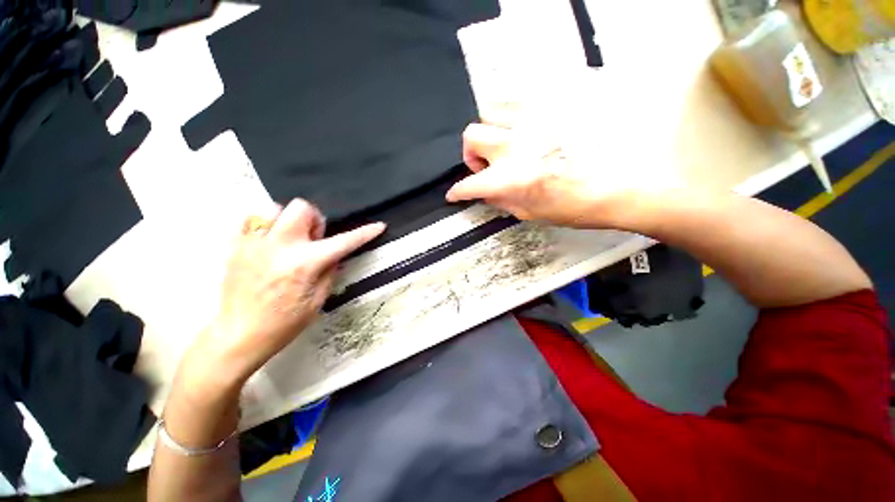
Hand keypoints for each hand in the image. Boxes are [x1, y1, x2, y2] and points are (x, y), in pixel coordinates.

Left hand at [180, 199, 384, 392]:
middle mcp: (280, 247)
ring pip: (275, 208)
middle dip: (314, 220)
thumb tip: (336, 254)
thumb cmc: (284, 323)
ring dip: (289, 220)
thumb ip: (330, 271)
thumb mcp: (318, 300)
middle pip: (302, 207)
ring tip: (289, 240)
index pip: (344, 242)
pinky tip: (269, 243)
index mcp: (305, 264)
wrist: (238, 335)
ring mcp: (254, 244)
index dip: (365, 233)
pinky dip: (266, 225)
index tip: (378, 226)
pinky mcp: (235, 246)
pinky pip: (252, 219)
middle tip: (313, 240)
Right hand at [445, 122, 674, 227]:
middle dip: (471, 153)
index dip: (457, 191)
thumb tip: (487, 193)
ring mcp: (534, 122)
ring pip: (491, 110)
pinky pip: (520, 101)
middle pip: (472, 134)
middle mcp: (514, 145)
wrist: (620, 187)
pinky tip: (525, 131)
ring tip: (506, 146)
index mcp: (509, 178)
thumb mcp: (531, 213)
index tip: (454, 194)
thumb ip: (502, 201)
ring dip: (491, 132)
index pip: (469, 183)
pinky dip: (512, 116)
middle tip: (485, 165)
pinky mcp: (553, 108)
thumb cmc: (575, 208)